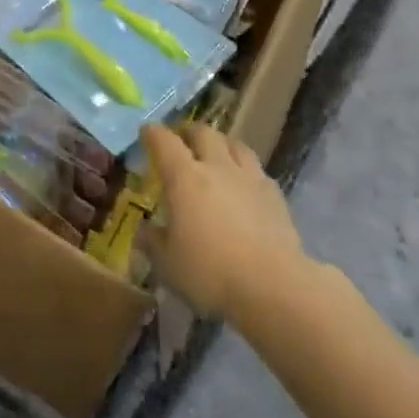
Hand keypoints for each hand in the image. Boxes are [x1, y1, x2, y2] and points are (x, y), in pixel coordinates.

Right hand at [142, 123, 303, 319]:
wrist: (272, 285)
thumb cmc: (210, 272)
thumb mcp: (168, 264)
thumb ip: (153, 242)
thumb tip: (144, 230)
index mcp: (184, 177)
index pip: (164, 141)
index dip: (153, 133)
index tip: (147, 132)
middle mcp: (217, 167)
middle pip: (203, 133)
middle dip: (189, 133)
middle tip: (183, 142)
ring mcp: (249, 178)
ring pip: (235, 144)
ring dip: (221, 145)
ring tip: (216, 156)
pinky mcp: (275, 194)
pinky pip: (256, 169)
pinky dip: (246, 170)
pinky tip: (245, 186)